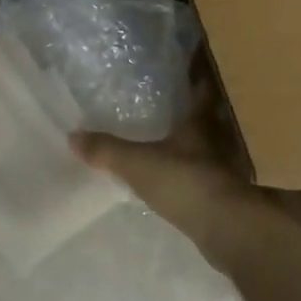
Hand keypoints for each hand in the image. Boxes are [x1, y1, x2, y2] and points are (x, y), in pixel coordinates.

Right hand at [72, 83, 270, 253]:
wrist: (229, 231)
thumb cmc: (185, 182)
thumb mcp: (136, 163)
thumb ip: (106, 150)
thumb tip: (72, 135)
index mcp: (201, 123)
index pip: (201, 91)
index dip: (196, 79)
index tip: (186, 69)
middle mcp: (218, 140)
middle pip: (208, 119)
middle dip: (194, 111)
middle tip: (172, 102)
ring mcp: (225, 170)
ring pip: (210, 147)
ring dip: (197, 143)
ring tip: (173, 139)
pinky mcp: (225, 197)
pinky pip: (208, 175)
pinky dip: (196, 172)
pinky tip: (180, 176)